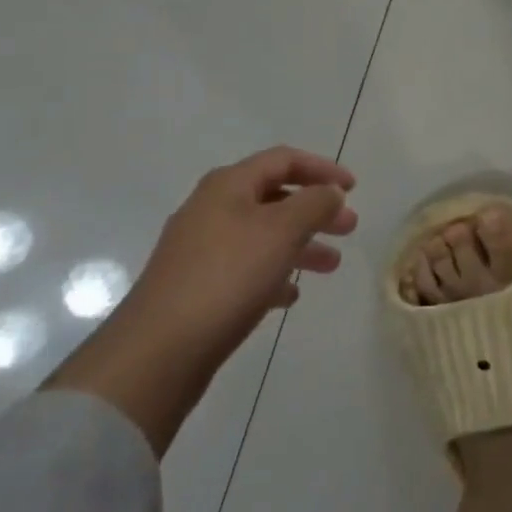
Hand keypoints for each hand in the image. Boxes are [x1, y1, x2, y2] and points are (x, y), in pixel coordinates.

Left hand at [129, 146, 357, 347]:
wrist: (158, 351)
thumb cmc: (227, 277)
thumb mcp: (282, 230)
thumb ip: (314, 203)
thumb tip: (330, 192)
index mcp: (228, 186)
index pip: (283, 160)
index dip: (322, 168)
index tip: (353, 188)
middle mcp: (210, 209)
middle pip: (274, 198)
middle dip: (315, 210)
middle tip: (349, 228)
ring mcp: (200, 250)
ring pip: (262, 236)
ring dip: (300, 245)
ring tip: (330, 266)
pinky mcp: (196, 288)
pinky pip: (245, 269)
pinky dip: (273, 274)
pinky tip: (290, 296)